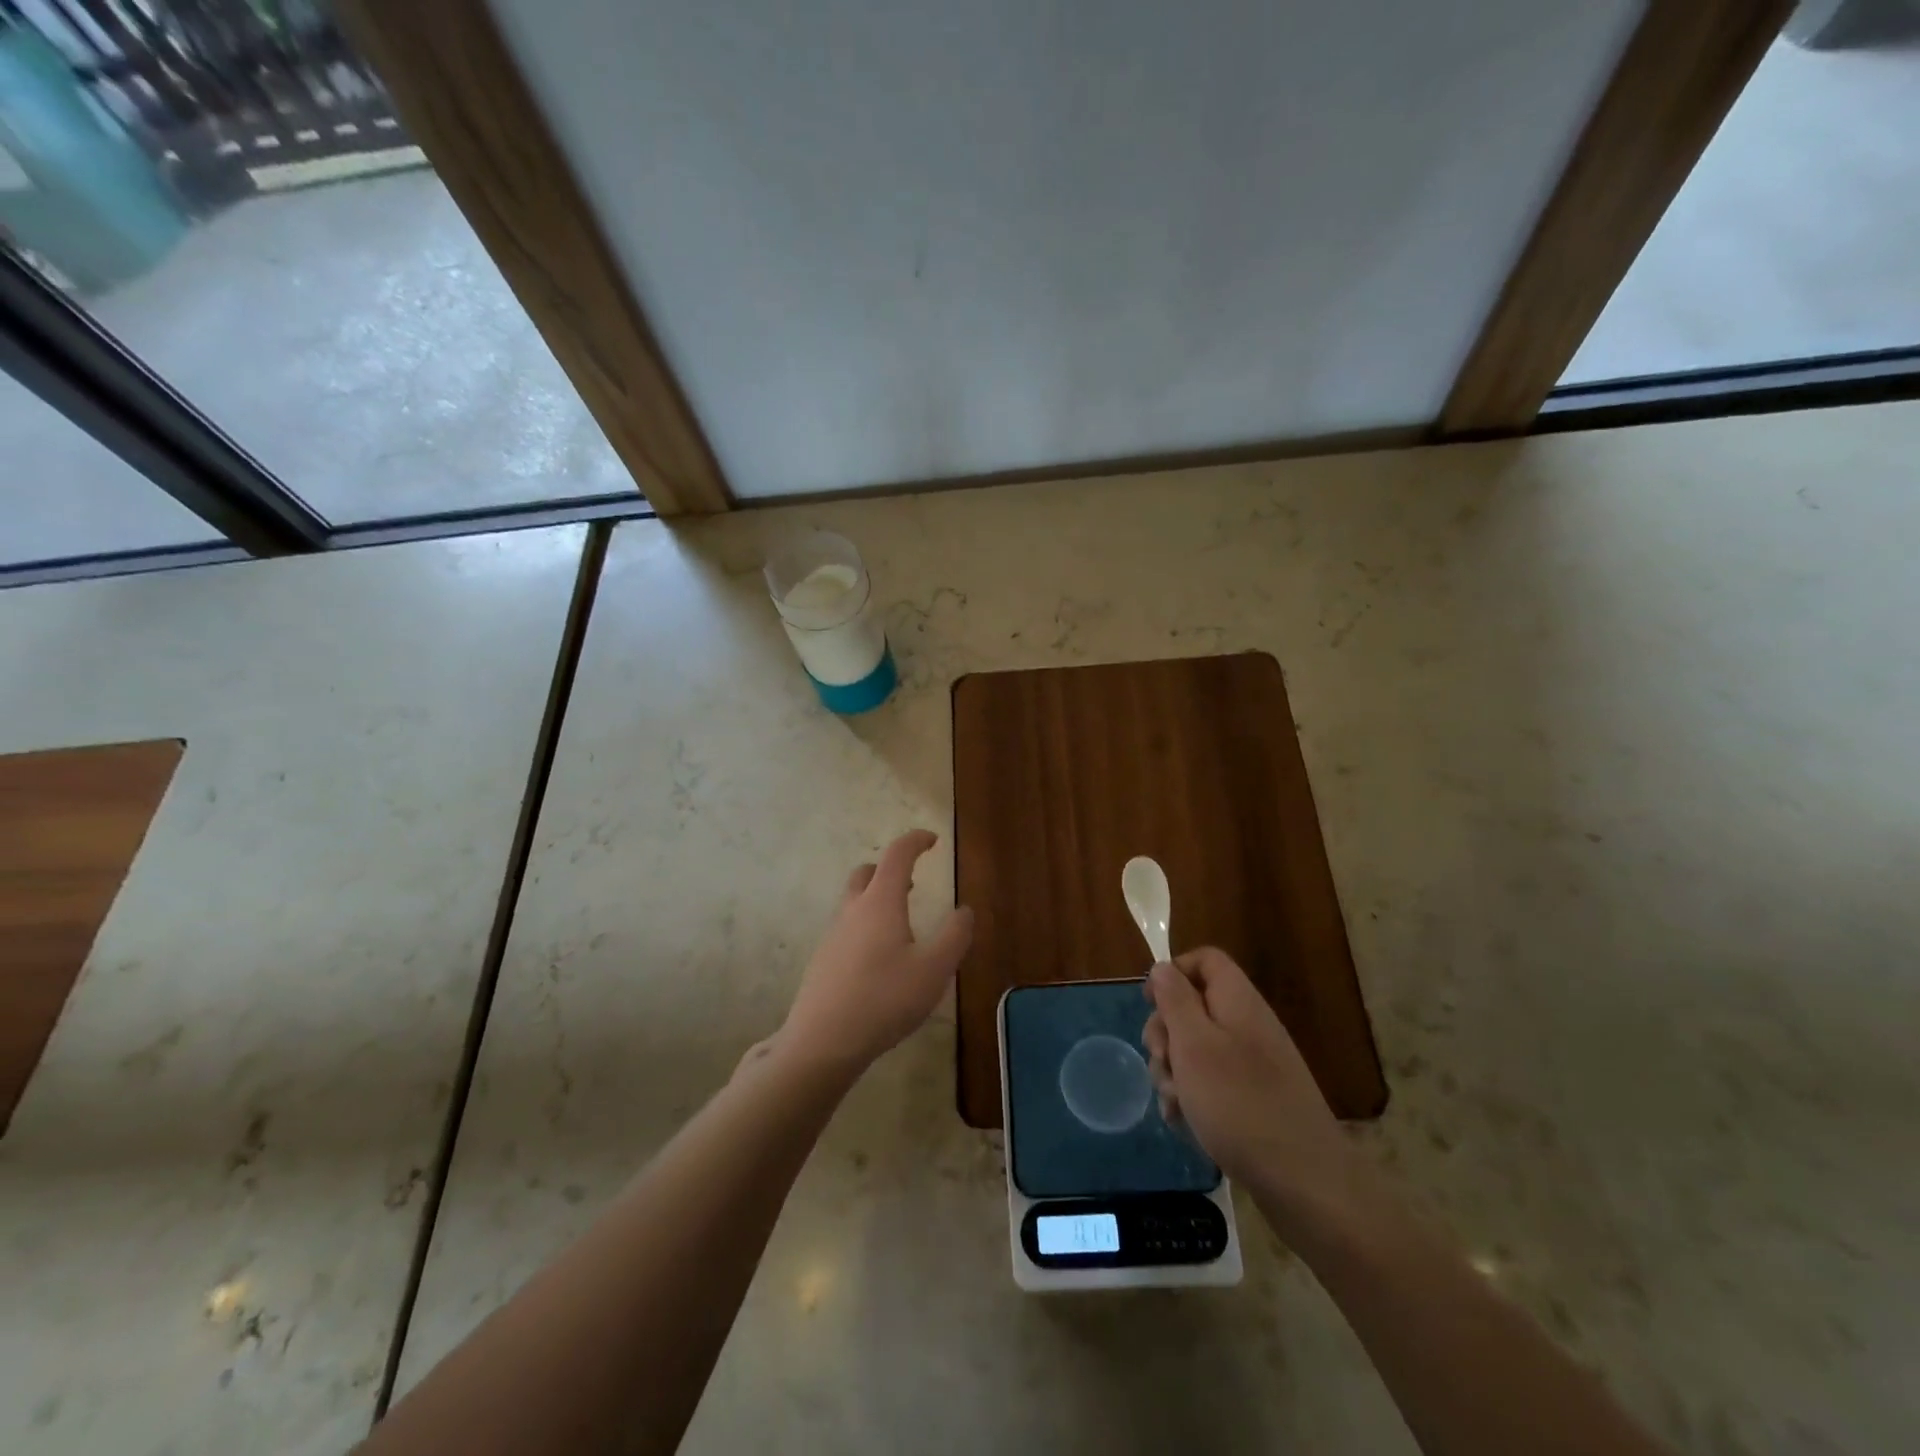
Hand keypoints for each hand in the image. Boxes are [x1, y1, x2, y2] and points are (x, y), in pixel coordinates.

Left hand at [776, 830, 973, 1075]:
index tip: (932, 840)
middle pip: (867, 873)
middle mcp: (852, 910)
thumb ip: (955, 936)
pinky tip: (879, 960)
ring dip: (876, 899)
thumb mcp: (934, 970)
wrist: (822, 1042)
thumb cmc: (884, 999)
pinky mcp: (823, 961)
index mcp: (880, 902)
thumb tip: (965, 910)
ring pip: (853, 901)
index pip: (897, 855)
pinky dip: (865, 926)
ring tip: (900, 923)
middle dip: (889, 869)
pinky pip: (847, 928)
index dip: (915, 841)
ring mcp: (833, 936)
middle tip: (912, 881)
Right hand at [1143, 948, 1351, 1210]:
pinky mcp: (1252, 1100)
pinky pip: (1210, 1084)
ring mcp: (1252, 1065)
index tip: (1149, 1004)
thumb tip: (1163, 967)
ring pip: (1196, 1049)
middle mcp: (1247, 1025)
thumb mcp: (1194, 1045)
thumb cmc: (1239, 1104)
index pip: (1204, 960)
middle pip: (1193, 1006)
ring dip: (1173, 1071)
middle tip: (1161, 1061)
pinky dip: (1192, 1097)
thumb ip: (1175, 1000)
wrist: (1305, 1184)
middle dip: (1165, 1032)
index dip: (1173, 973)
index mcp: (1237, 1001)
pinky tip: (1184, 1122)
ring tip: (1173, 1102)